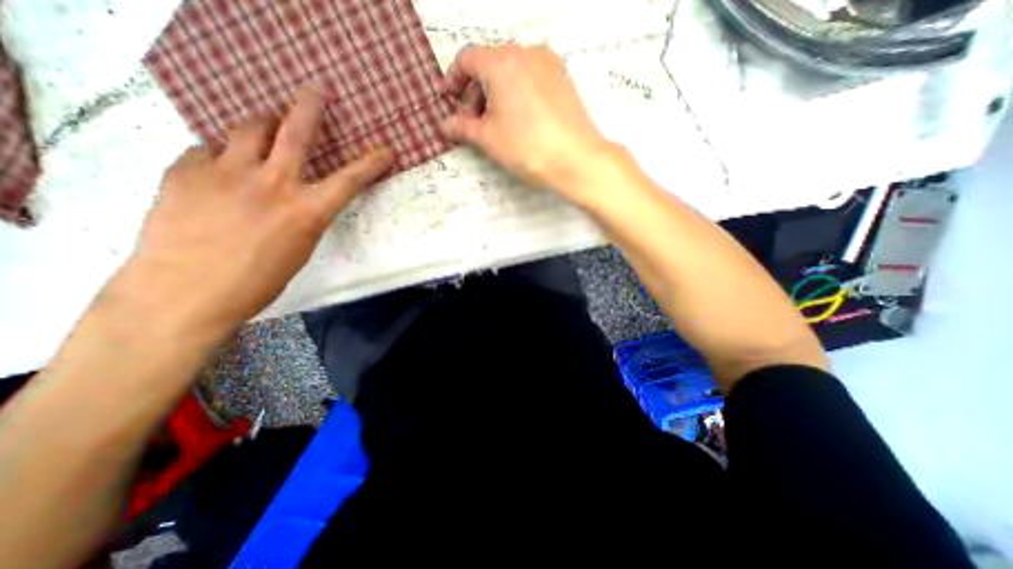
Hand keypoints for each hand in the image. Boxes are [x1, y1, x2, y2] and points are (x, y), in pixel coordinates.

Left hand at [110, 89, 392, 344]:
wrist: (184, 293)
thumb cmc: (257, 282)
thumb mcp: (298, 250)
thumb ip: (303, 216)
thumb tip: (298, 197)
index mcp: (306, 211)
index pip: (350, 180)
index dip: (371, 163)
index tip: (385, 150)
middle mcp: (272, 183)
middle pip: (295, 132)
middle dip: (309, 107)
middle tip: (316, 89)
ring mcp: (226, 172)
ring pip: (249, 128)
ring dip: (263, 123)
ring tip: (265, 125)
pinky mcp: (186, 170)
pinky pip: (209, 149)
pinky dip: (222, 153)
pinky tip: (220, 168)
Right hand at [441, 43, 613, 204]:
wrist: (576, 158)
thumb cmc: (527, 147)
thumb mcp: (488, 139)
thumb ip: (463, 128)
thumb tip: (445, 125)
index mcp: (501, 62)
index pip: (467, 59)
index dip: (454, 80)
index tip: (450, 100)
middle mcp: (526, 53)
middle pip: (490, 65)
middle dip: (477, 93)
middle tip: (474, 122)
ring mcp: (549, 64)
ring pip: (512, 72)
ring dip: (497, 94)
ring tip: (498, 125)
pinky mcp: (563, 79)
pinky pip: (531, 79)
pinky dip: (518, 94)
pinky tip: (520, 120)